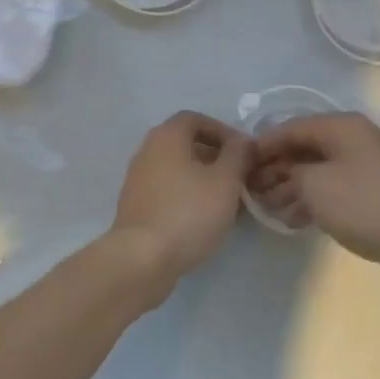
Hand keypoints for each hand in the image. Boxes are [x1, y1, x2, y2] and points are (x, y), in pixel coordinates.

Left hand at [109, 111, 253, 296]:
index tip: (243, 152)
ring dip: (203, 180)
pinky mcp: (136, 208)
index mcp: (167, 137)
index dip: (223, 131)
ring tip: (227, 201)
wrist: (141, 259)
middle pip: (186, 145)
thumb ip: (238, 155)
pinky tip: (205, 219)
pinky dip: (187, 197)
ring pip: (177, 170)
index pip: (196, 119)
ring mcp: (137, 181)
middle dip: (215, 157)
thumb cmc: (188, 212)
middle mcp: (147, 151)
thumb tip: (242, 141)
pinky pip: (167, 192)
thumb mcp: (225, 181)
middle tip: (239, 177)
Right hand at [248, 113, 379, 275]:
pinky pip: (333, 186)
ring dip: (291, 187)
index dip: (263, 145)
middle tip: (252, 193)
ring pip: (318, 169)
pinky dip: (312, 198)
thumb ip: (290, 172)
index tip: (239, 166)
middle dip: (276, 169)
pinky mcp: (373, 189)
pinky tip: (295, 220)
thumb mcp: (316, 186)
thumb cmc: (365, 205)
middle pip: (304, 147)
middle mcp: (353, 137)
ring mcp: (365, 164)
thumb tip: (283, 171)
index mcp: (341, 126)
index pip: (291, 128)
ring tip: (270, 210)